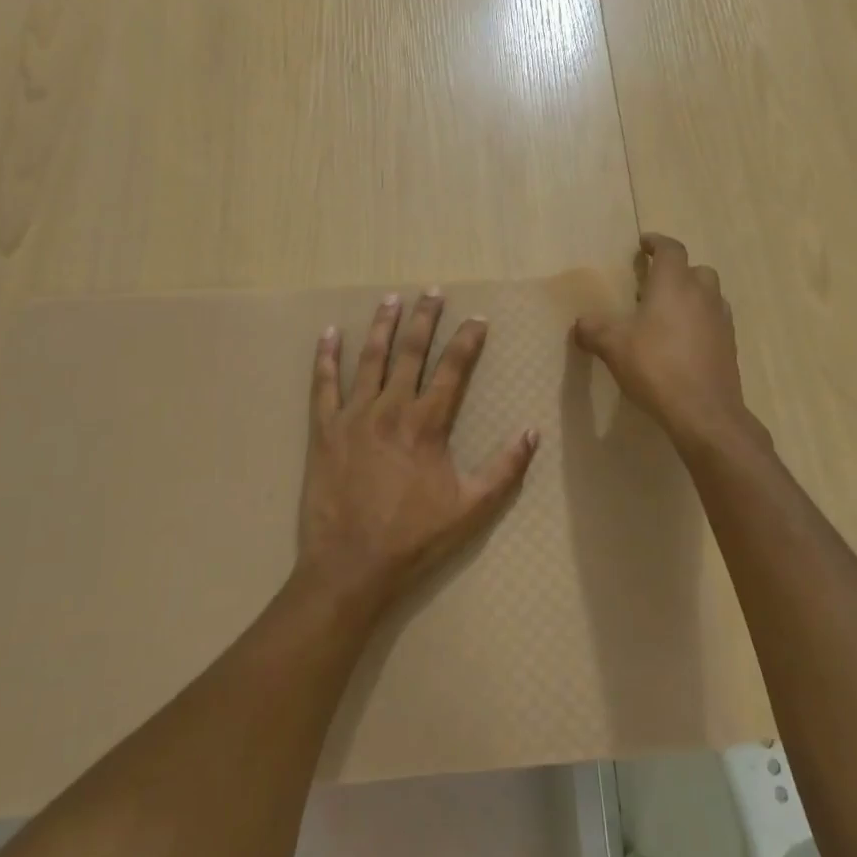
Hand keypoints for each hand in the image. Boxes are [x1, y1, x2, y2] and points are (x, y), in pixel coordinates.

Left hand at [296, 290, 538, 618]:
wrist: (351, 565)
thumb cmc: (414, 538)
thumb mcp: (471, 509)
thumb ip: (504, 469)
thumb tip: (532, 432)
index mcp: (428, 424)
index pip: (452, 369)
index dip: (467, 341)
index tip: (478, 318)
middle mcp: (391, 409)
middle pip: (411, 352)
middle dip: (425, 319)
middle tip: (432, 292)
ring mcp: (354, 416)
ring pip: (370, 359)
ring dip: (382, 326)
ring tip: (391, 299)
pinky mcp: (324, 430)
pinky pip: (323, 385)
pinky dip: (326, 357)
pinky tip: (329, 333)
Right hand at [573, 234, 748, 447]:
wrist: (704, 412)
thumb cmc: (656, 367)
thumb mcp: (613, 347)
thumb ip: (594, 330)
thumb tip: (581, 322)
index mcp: (674, 285)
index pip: (671, 250)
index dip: (657, 243)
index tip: (644, 244)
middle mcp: (702, 295)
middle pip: (696, 270)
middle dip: (677, 271)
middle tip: (654, 285)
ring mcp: (721, 321)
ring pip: (709, 295)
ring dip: (692, 296)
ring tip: (668, 314)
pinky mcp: (729, 346)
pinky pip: (714, 322)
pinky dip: (700, 322)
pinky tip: (682, 342)